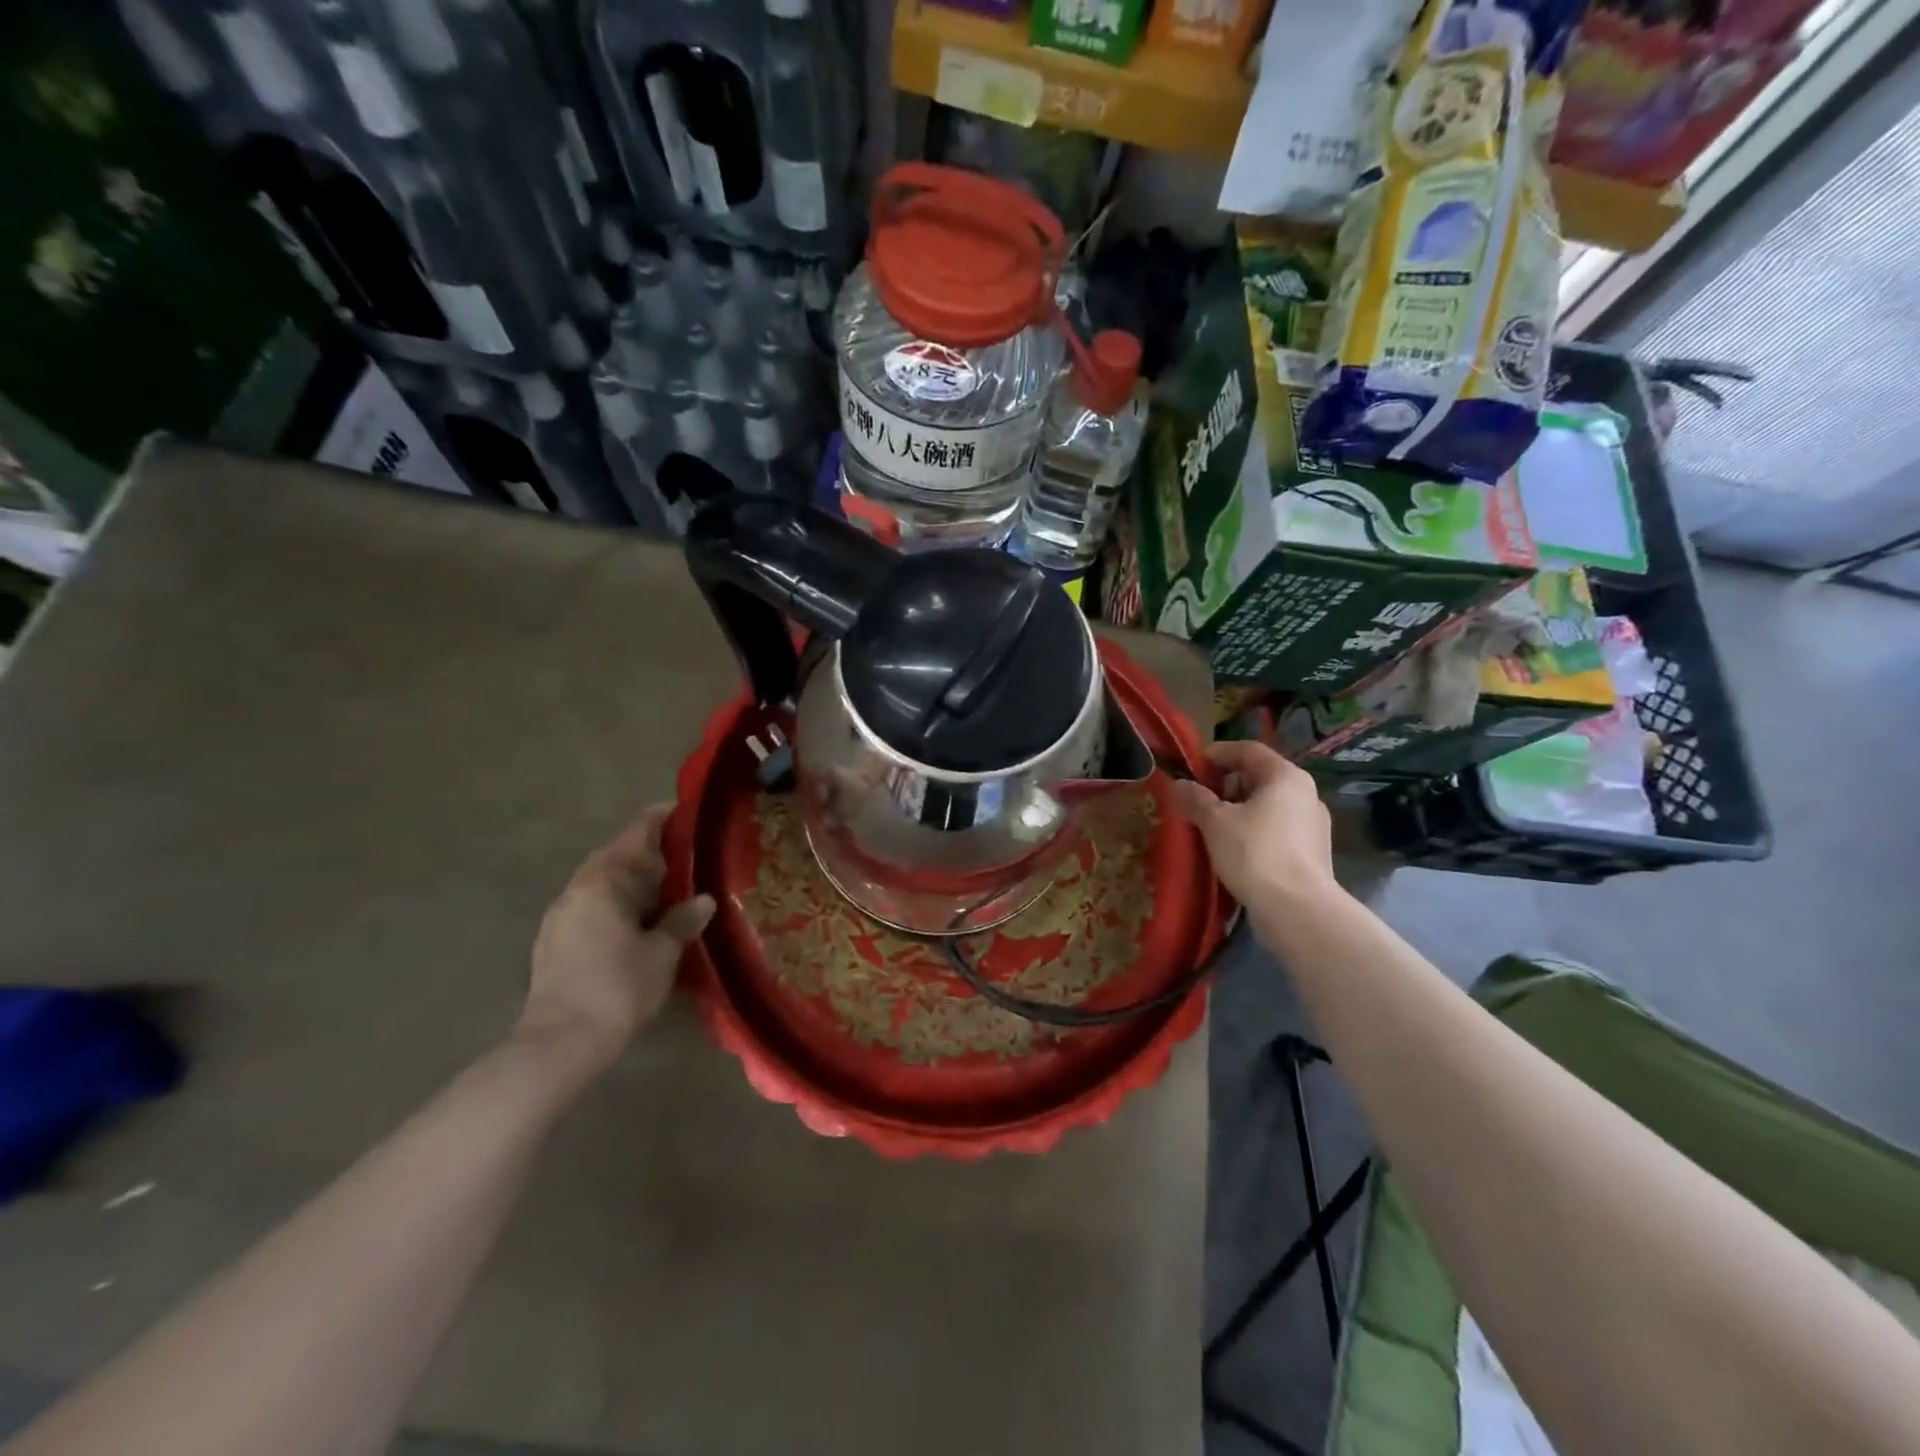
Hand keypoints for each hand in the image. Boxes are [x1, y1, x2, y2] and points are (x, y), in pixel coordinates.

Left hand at [519, 804, 715, 1081]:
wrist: (559, 1045)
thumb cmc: (617, 988)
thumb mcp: (662, 953)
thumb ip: (682, 920)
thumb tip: (703, 900)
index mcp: (600, 883)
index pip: (634, 835)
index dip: (660, 819)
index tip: (683, 809)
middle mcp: (574, 892)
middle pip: (614, 858)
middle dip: (647, 852)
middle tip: (684, 853)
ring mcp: (559, 919)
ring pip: (601, 886)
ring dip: (630, 881)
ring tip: (665, 888)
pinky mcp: (553, 945)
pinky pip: (591, 909)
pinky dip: (617, 904)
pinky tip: (637, 921)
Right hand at [1172, 740, 1336, 905]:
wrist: (1298, 910)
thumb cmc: (1254, 853)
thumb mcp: (1215, 822)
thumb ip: (1195, 798)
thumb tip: (1179, 784)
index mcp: (1285, 776)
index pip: (1248, 750)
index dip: (1217, 754)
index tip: (1192, 766)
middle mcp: (1306, 794)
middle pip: (1259, 777)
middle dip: (1226, 784)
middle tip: (1198, 798)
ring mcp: (1313, 824)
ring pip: (1268, 805)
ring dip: (1238, 809)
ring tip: (1212, 826)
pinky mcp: (1312, 852)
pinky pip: (1276, 829)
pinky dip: (1253, 830)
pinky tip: (1234, 849)